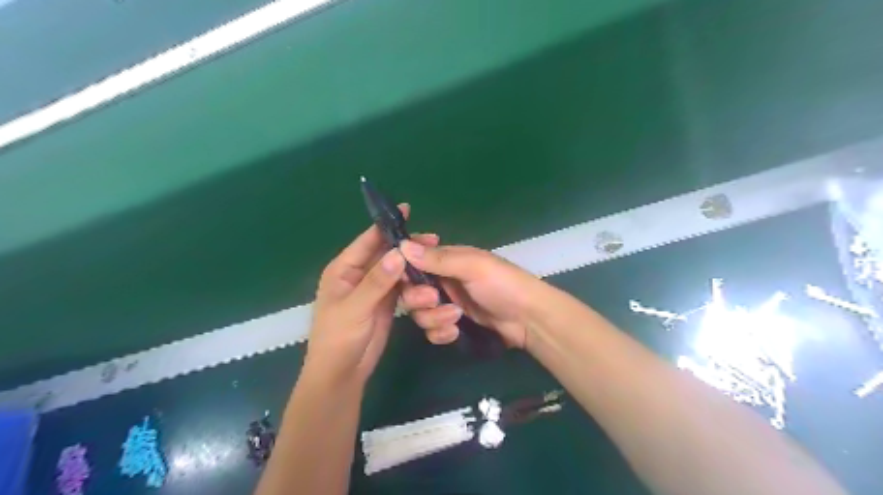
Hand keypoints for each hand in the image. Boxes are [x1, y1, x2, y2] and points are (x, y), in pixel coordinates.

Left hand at [306, 205, 438, 386]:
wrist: (342, 374)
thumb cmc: (339, 339)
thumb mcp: (355, 308)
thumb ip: (377, 281)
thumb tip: (399, 253)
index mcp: (343, 270)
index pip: (367, 241)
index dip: (386, 226)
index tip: (407, 210)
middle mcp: (359, 275)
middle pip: (386, 253)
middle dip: (408, 248)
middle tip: (434, 241)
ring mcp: (374, 289)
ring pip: (397, 270)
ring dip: (414, 268)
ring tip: (435, 266)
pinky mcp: (385, 303)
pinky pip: (402, 287)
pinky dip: (414, 283)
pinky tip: (430, 281)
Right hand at [398, 240, 541, 348]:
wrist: (528, 319)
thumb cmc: (503, 284)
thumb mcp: (472, 266)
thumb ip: (438, 259)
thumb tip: (402, 246)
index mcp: (446, 260)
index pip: (412, 261)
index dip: (404, 269)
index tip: (405, 278)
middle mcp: (443, 281)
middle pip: (410, 291)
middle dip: (418, 299)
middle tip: (435, 300)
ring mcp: (447, 305)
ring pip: (420, 313)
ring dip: (433, 318)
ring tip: (456, 317)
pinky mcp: (453, 325)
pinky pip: (432, 331)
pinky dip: (440, 333)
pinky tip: (455, 332)